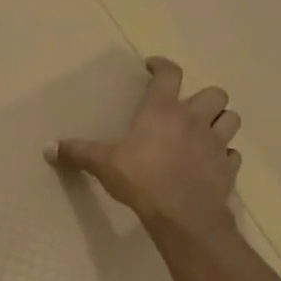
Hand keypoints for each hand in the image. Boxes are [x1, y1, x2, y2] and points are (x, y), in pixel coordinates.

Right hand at [46, 56, 242, 237]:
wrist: (182, 214)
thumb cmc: (141, 179)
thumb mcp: (103, 164)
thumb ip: (78, 152)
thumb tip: (48, 147)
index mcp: (162, 110)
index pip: (169, 74)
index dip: (163, 65)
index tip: (153, 66)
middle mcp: (194, 120)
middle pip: (214, 93)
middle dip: (204, 97)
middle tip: (188, 107)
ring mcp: (215, 144)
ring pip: (231, 119)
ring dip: (221, 121)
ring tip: (205, 130)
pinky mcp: (227, 168)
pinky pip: (232, 155)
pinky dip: (225, 155)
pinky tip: (212, 162)